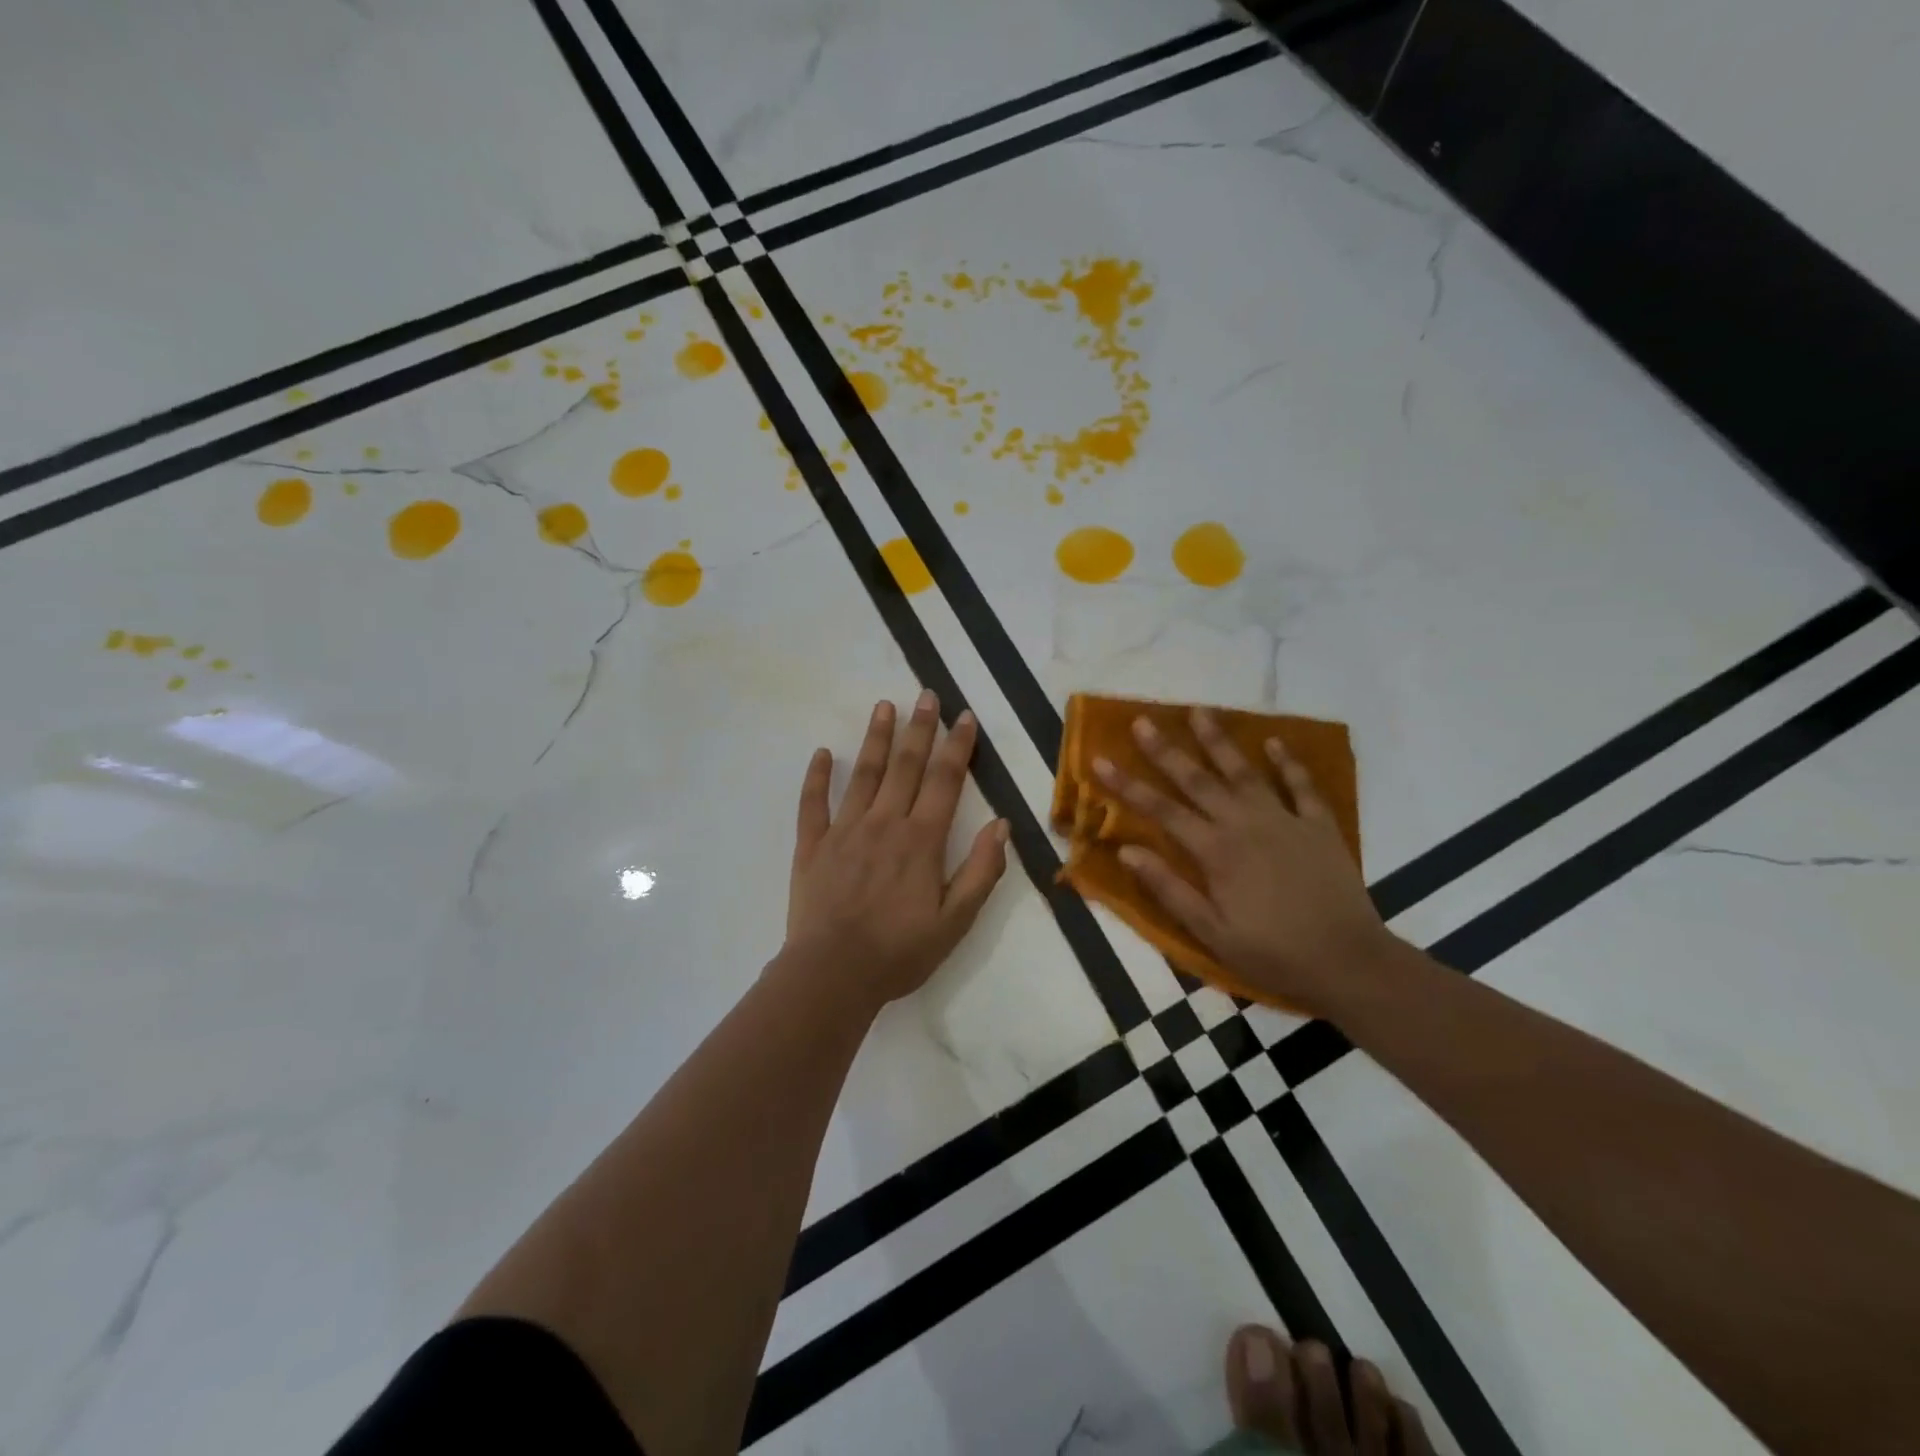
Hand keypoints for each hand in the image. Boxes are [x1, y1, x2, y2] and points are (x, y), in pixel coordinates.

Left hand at [785, 690, 1009, 1007]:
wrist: (832, 974)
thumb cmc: (900, 951)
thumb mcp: (956, 921)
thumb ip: (981, 871)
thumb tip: (1002, 825)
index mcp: (921, 840)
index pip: (945, 781)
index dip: (957, 747)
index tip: (965, 717)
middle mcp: (884, 823)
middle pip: (905, 766)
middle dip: (919, 729)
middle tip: (926, 695)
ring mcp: (844, 830)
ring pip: (863, 774)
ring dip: (875, 738)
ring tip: (884, 706)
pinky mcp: (812, 845)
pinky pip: (812, 803)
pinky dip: (816, 777)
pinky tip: (821, 753)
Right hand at [1093, 708, 1390, 1012]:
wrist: (1348, 960)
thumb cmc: (1273, 952)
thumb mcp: (1211, 933)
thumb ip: (1169, 889)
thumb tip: (1127, 851)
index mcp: (1215, 852)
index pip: (1161, 811)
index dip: (1127, 786)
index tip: (1099, 761)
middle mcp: (1245, 824)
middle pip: (1198, 781)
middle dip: (1166, 750)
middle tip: (1143, 721)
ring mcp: (1284, 820)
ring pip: (1244, 772)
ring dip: (1219, 741)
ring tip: (1199, 711)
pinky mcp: (1319, 826)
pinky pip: (1301, 786)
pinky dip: (1288, 762)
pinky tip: (1274, 741)